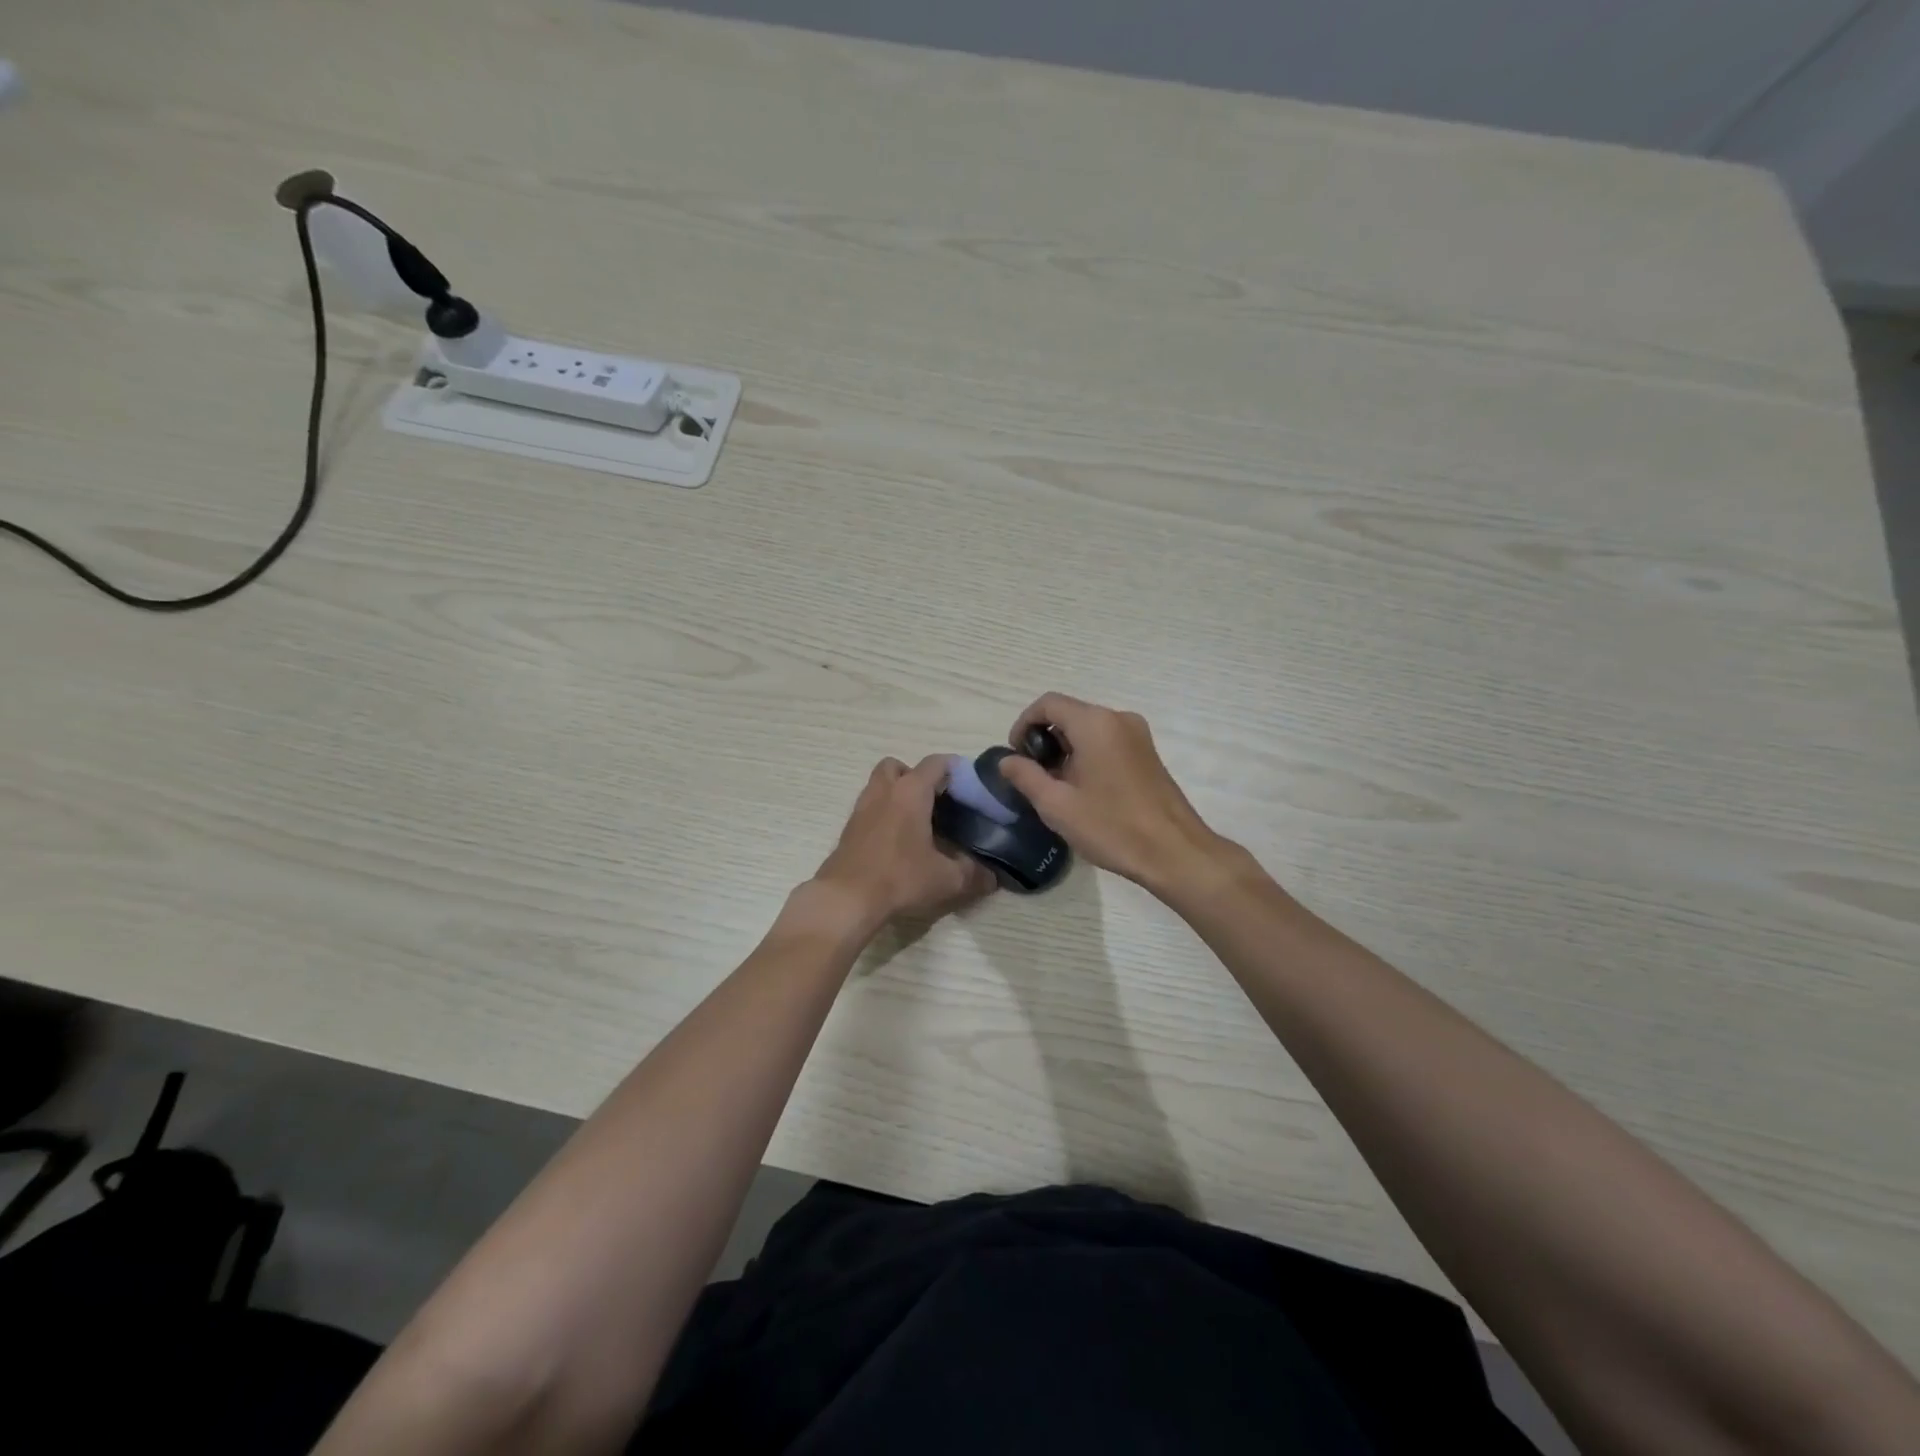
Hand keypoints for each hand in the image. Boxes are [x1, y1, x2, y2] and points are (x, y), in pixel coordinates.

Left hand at [812, 755, 995, 931]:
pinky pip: (870, 807)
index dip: (955, 769)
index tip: (970, 786)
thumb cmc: (900, 878)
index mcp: (911, 792)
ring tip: (917, 821)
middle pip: (900, 766)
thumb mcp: (947, 879)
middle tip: (936, 802)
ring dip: (897, 793)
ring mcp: (862, 807)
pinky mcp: (849, 828)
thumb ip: (974, 874)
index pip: (936, 763)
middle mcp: (884, 791)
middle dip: (918, 777)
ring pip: (880, 785)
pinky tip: (897, 841)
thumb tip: (992, 877)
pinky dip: (884, 814)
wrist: (846, 898)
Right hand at [997, 693, 1232, 894]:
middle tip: (1033, 776)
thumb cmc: (1112, 827)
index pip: (1047, 704)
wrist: (1174, 852)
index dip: (1023, 724)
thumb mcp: (1057, 805)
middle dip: (1044, 739)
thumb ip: (1026, 776)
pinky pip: (1107, 741)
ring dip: (1065, 749)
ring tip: (1056, 787)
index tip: (1015, 756)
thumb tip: (1007, 761)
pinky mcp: (1147, 753)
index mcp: (1095, 723)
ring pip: (1088, 729)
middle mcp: (1118, 718)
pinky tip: (1083, 789)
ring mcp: (1138, 735)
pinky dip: (1087, 755)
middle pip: (1069, 714)